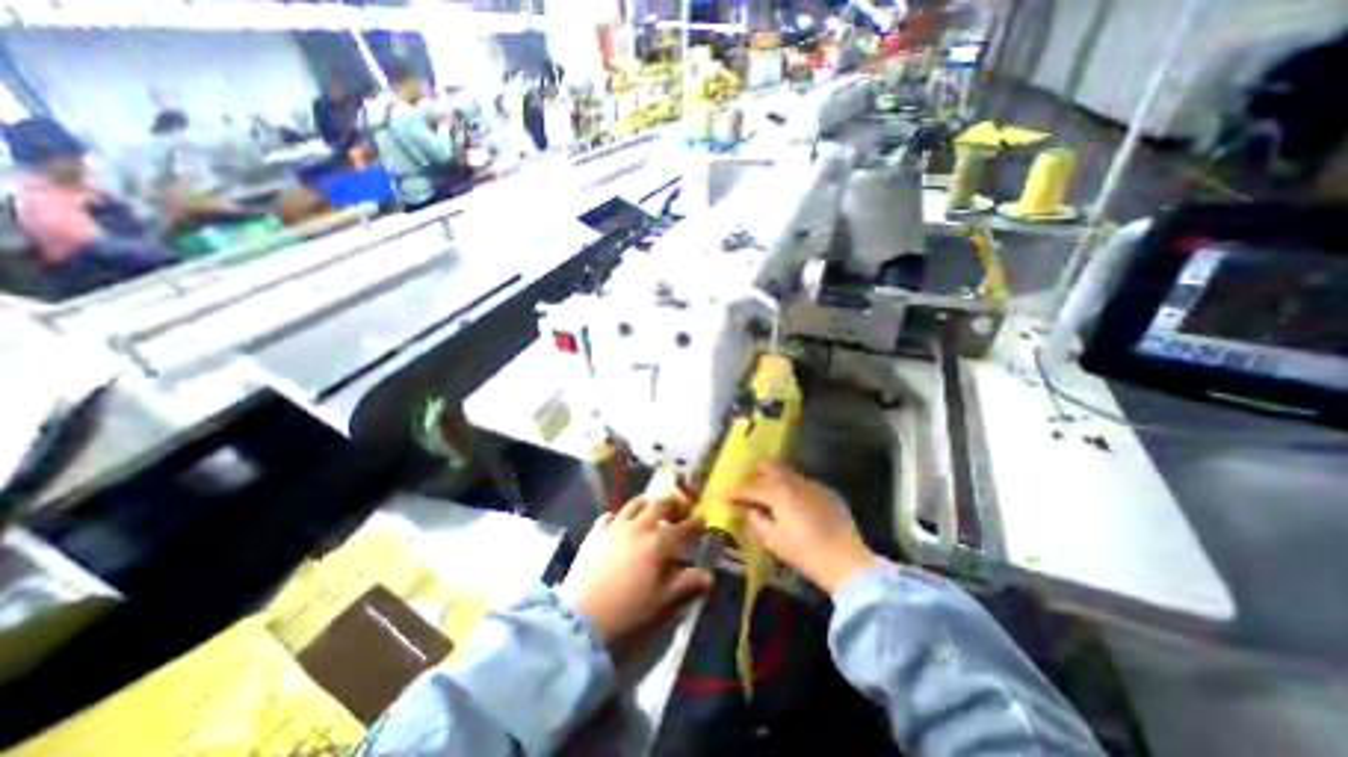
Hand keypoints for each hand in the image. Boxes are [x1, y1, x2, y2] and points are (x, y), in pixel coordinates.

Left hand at [555, 497, 707, 643]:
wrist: (581, 618)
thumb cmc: (627, 612)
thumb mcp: (661, 601)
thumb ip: (685, 584)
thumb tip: (709, 576)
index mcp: (657, 544)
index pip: (682, 528)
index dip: (695, 523)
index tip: (702, 521)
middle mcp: (638, 527)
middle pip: (659, 504)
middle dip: (672, 504)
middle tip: (678, 511)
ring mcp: (615, 527)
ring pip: (634, 503)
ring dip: (647, 504)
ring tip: (651, 511)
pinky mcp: (595, 532)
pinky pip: (610, 515)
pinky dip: (620, 516)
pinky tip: (621, 525)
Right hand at [727, 459, 873, 593]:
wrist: (845, 560)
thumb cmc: (803, 551)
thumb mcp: (773, 540)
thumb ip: (757, 520)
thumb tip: (750, 510)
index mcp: (777, 492)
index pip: (749, 487)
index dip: (734, 492)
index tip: (724, 495)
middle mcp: (794, 481)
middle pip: (771, 466)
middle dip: (757, 472)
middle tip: (750, 486)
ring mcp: (813, 485)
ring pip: (789, 474)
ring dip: (776, 481)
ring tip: (772, 495)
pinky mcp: (828, 493)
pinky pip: (805, 485)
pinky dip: (795, 491)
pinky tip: (797, 506)